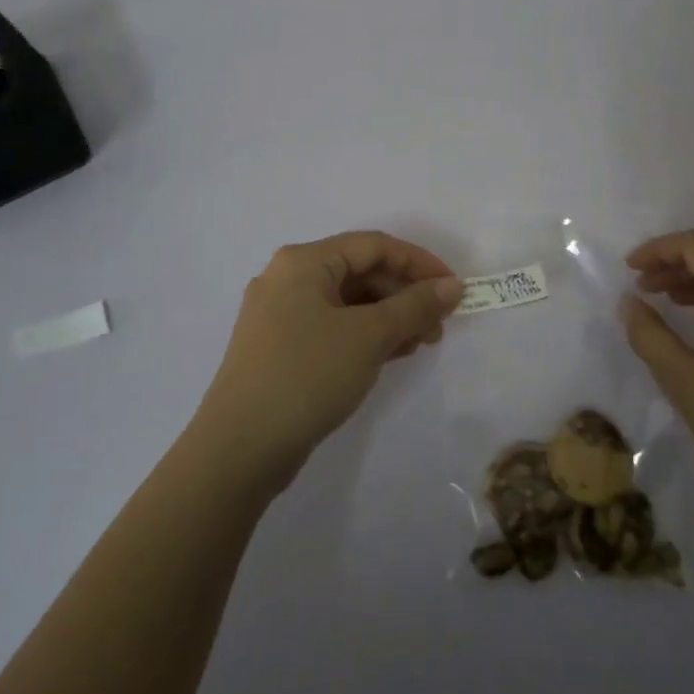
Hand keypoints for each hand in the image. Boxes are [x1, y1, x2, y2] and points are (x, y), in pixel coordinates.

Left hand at [196, 231, 464, 490]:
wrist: (240, 448)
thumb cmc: (307, 375)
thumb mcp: (369, 336)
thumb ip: (414, 306)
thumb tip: (452, 286)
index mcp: (303, 262)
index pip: (373, 246)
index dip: (419, 263)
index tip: (453, 289)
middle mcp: (287, 278)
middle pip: (359, 272)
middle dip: (404, 295)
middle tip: (438, 326)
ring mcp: (279, 314)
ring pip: (347, 302)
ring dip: (388, 317)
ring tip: (420, 344)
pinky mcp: (280, 347)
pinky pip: (332, 327)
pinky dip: (364, 335)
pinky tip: (390, 355)